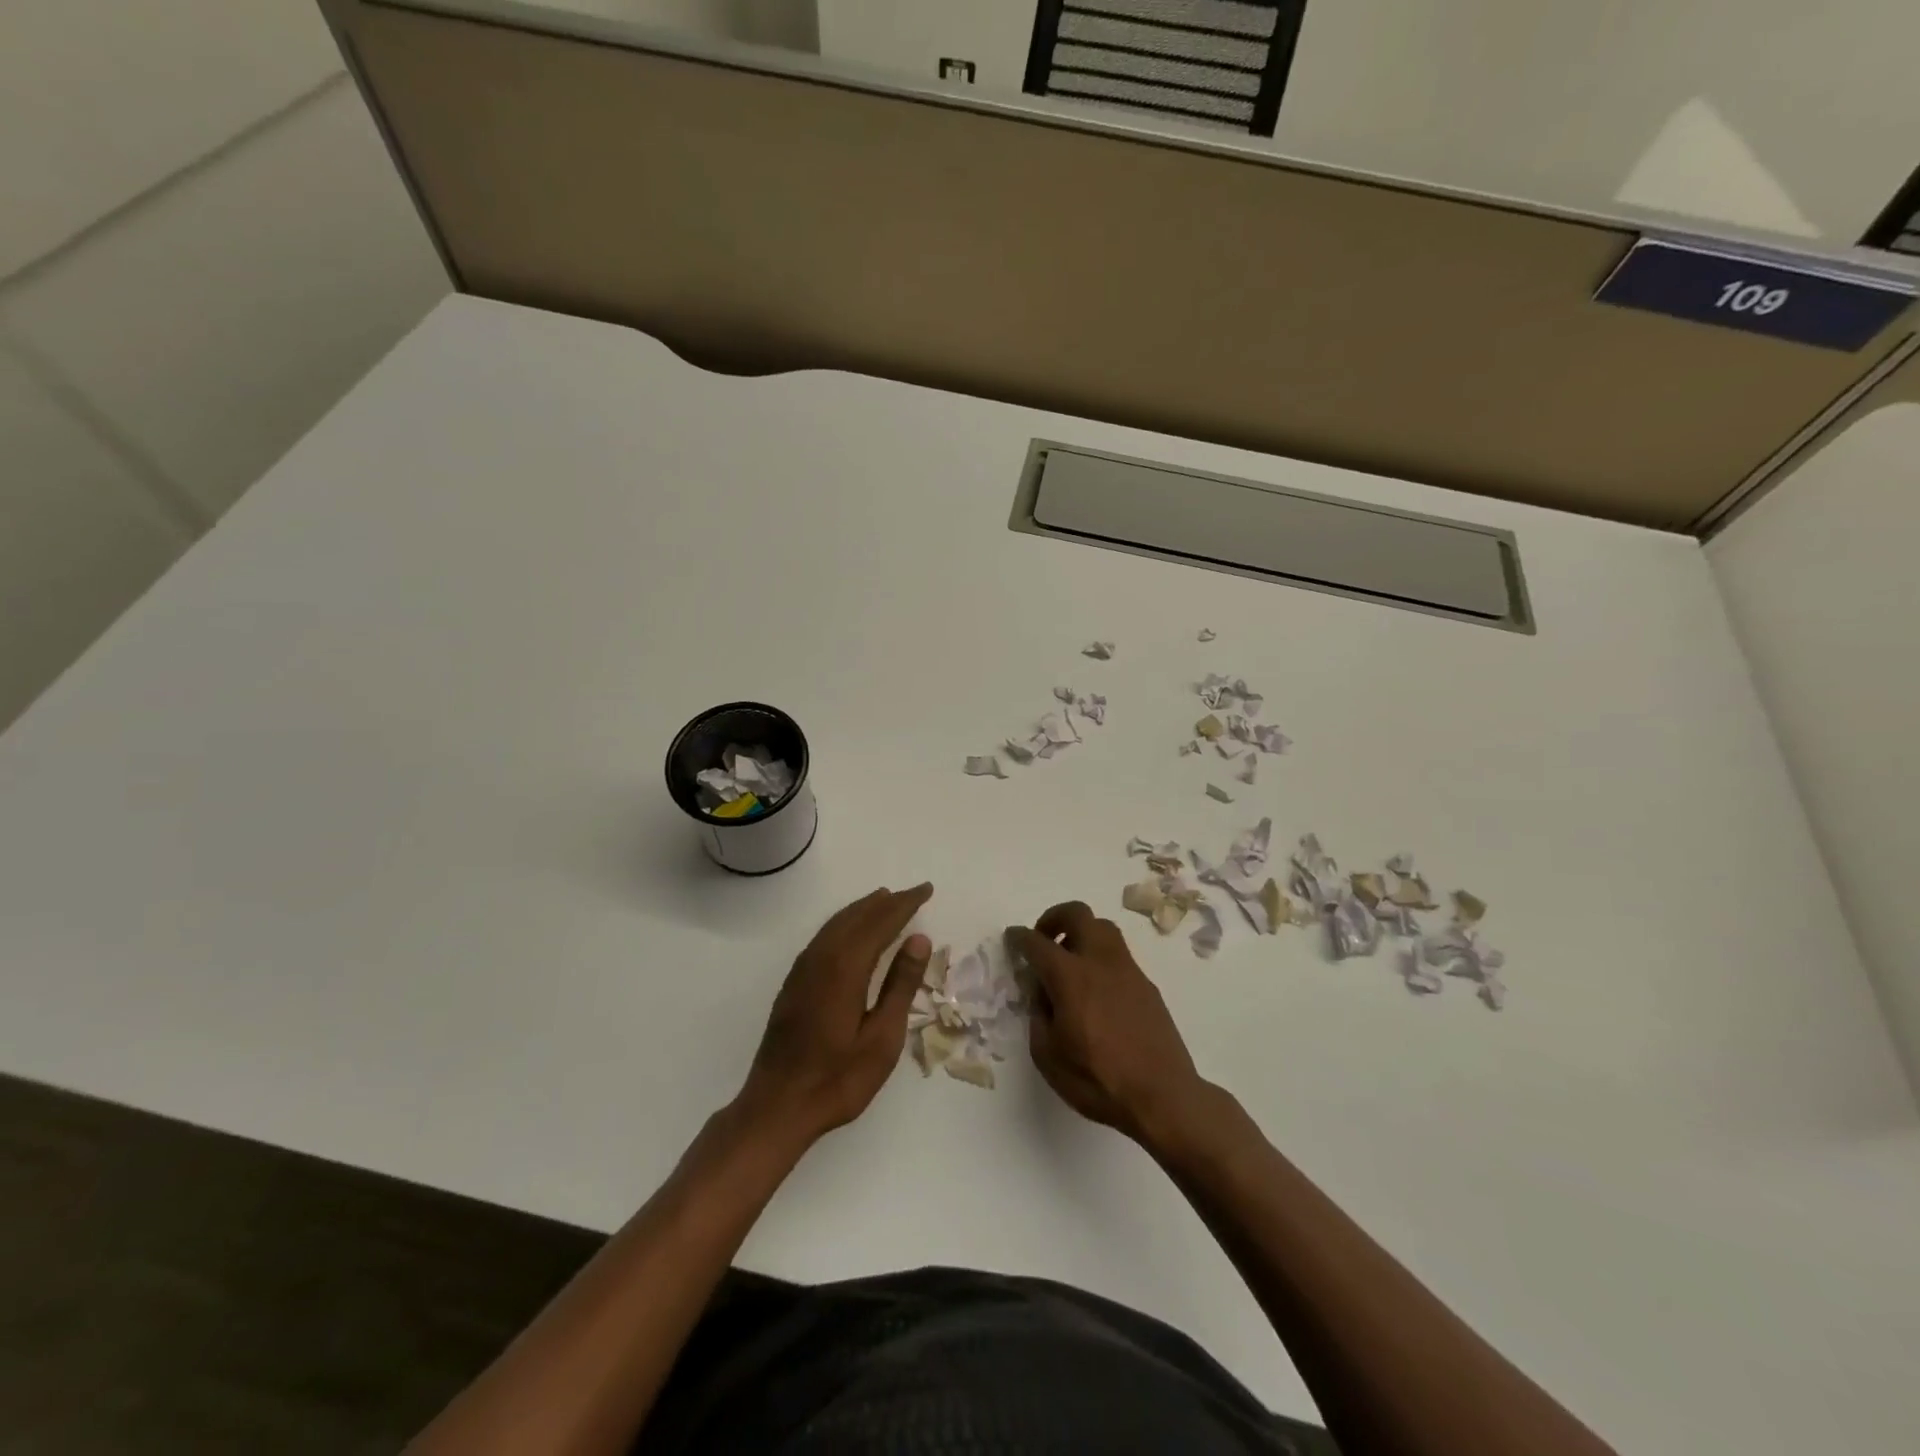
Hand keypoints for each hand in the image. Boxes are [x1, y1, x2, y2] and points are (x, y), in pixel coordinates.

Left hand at [736, 884, 933, 1145]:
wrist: (777, 1106)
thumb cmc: (838, 1079)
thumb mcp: (882, 1038)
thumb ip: (900, 985)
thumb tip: (919, 939)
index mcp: (845, 968)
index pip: (880, 922)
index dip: (904, 904)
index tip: (926, 890)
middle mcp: (821, 958)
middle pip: (857, 917)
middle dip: (885, 902)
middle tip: (911, 894)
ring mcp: (803, 970)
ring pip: (837, 924)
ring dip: (863, 910)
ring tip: (884, 901)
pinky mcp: (794, 983)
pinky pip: (824, 937)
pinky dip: (844, 923)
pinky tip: (852, 932)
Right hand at [1009, 902, 1210, 1144]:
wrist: (1163, 1097)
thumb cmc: (1098, 1081)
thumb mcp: (1048, 1056)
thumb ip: (1038, 1015)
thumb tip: (1041, 993)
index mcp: (1070, 978)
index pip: (1038, 943)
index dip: (1019, 938)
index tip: (1012, 938)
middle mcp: (1100, 962)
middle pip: (1078, 914)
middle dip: (1054, 918)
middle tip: (1043, 939)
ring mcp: (1128, 970)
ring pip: (1103, 928)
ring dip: (1081, 932)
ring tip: (1069, 960)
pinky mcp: (1147, 984)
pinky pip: (1119, 954)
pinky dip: (1100, 957)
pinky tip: (1095, 989)